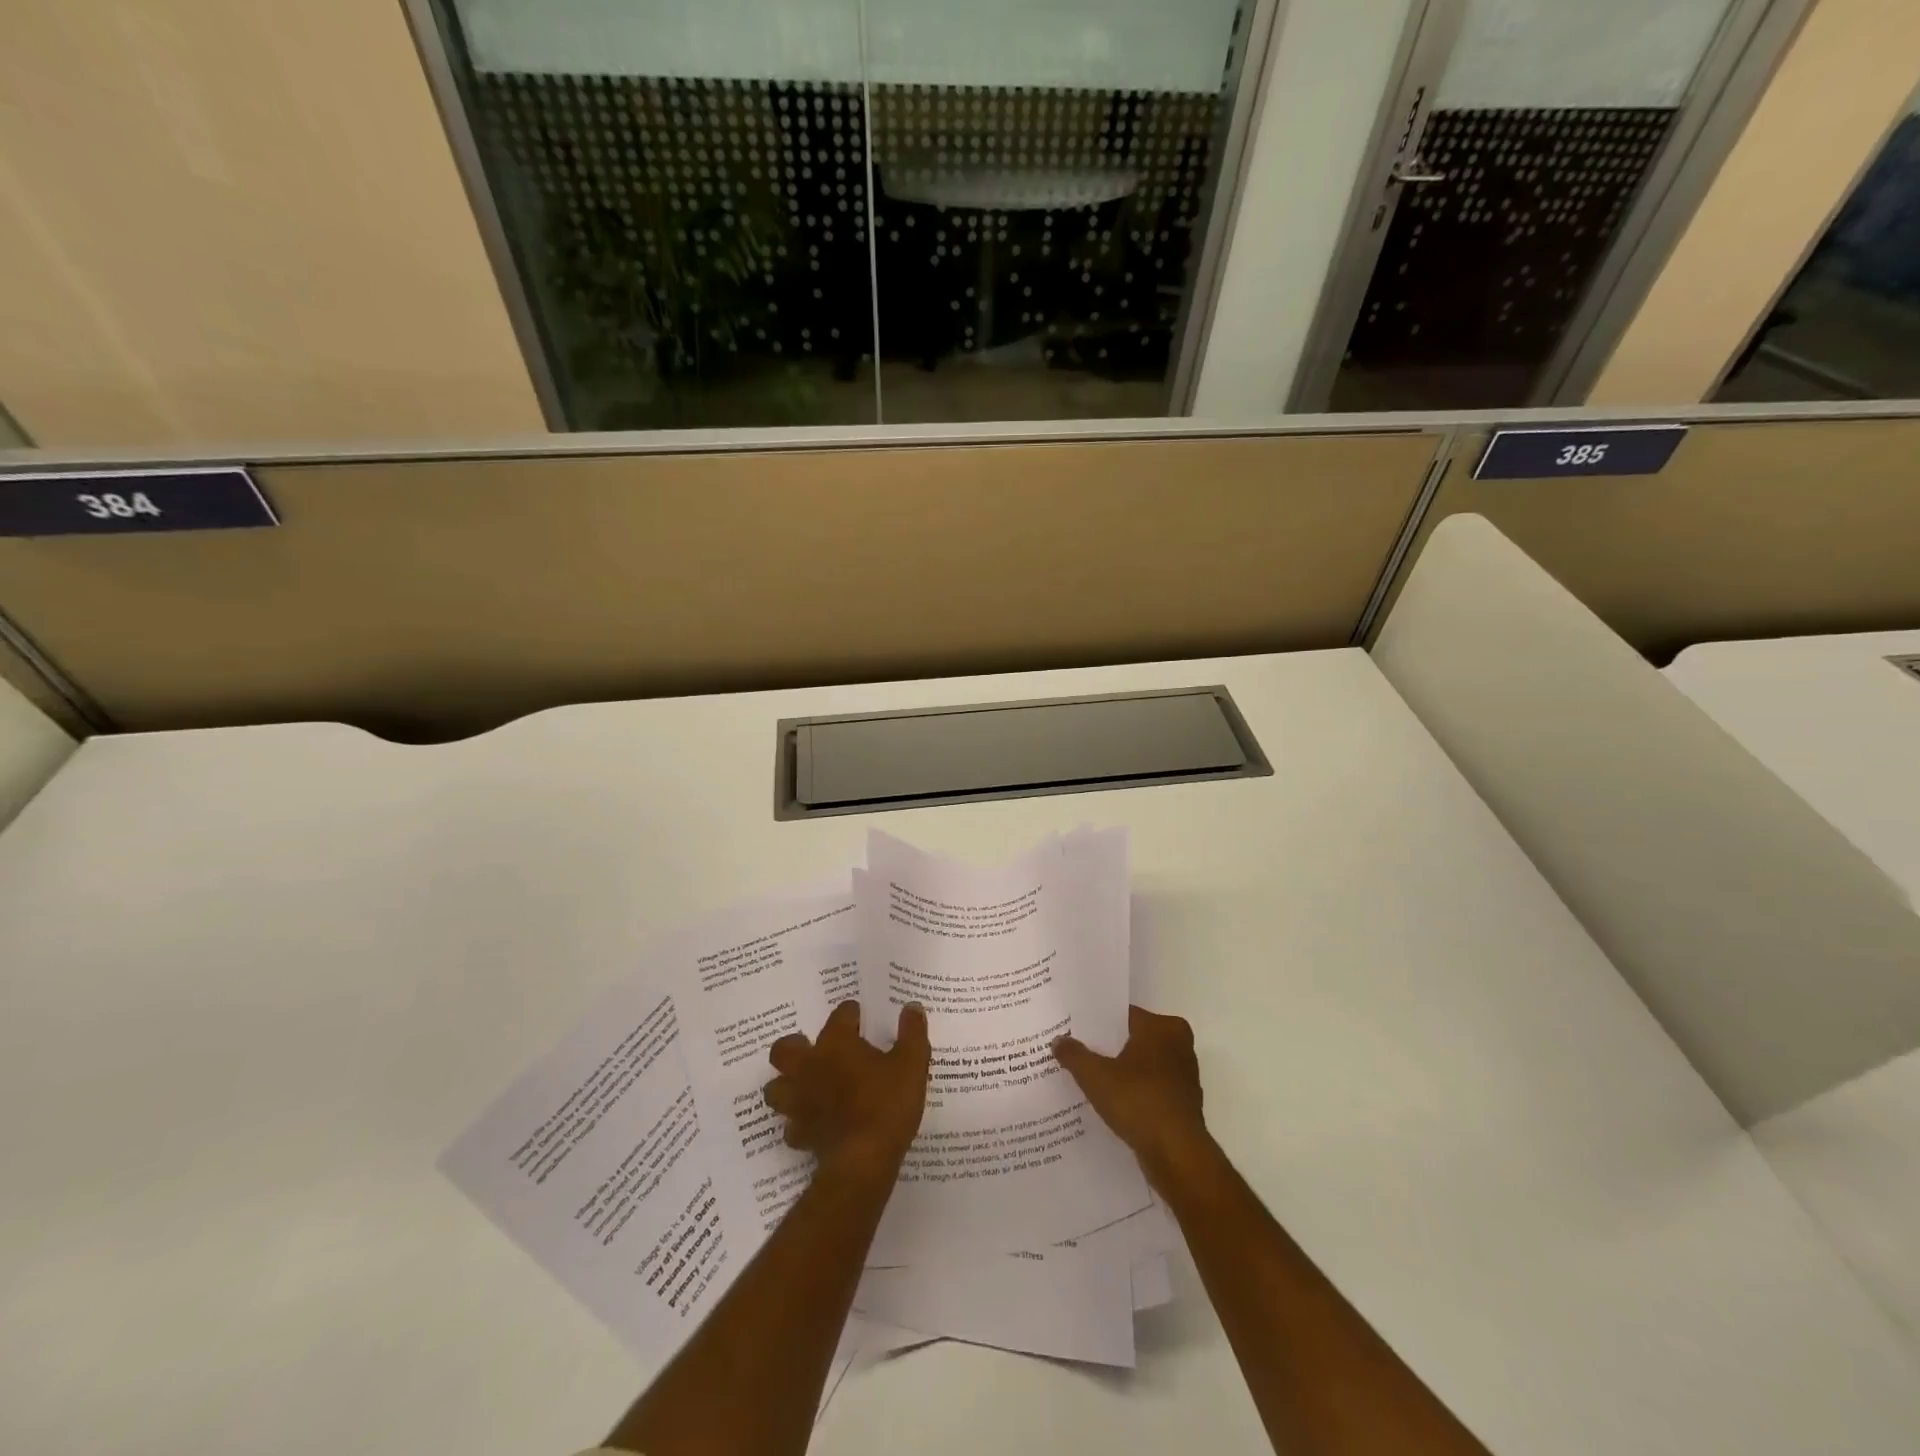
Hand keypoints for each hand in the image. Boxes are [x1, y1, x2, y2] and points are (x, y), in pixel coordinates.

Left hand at [764, 1000, 930, 1174]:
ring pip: (776, 1088)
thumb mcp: (912, 1063)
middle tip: (818, 1051)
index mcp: (836, 1043)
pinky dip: (799, 1122)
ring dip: (787, 1085)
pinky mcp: (800, 1134)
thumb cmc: (888, 1104)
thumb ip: (912, 1032)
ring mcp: (799, 1102)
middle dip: (796, 1046)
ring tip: (806, 1086)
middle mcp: (810, 1067)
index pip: (839, 1015)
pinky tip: (814, 1123)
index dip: (851, 1014)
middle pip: (785, 1049)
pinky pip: (791, 1125)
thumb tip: (912, 1007)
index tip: (861, 1018)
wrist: (864, 1160)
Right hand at [1054, 1004, 1209, 1190]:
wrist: (1177, 1155)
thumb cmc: (1138, 1102)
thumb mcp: (1095, 1076)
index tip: (1074, 1030)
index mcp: (1163, 1027)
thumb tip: (1058, 1040)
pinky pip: (1151, 1087)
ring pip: (1143, 1064)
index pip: (1123, 1015)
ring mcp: (1184, 1075)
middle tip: (1077, 1052)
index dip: (1097, 1023)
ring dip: (1121, 1071)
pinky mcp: (1184, 1102)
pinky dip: (1134, 1091)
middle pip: (1133, 1039)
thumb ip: (1074, 1055)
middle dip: (1108, 1047)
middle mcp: (1179, 1044)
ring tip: (1090, 1078)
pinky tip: (1111, 1102)